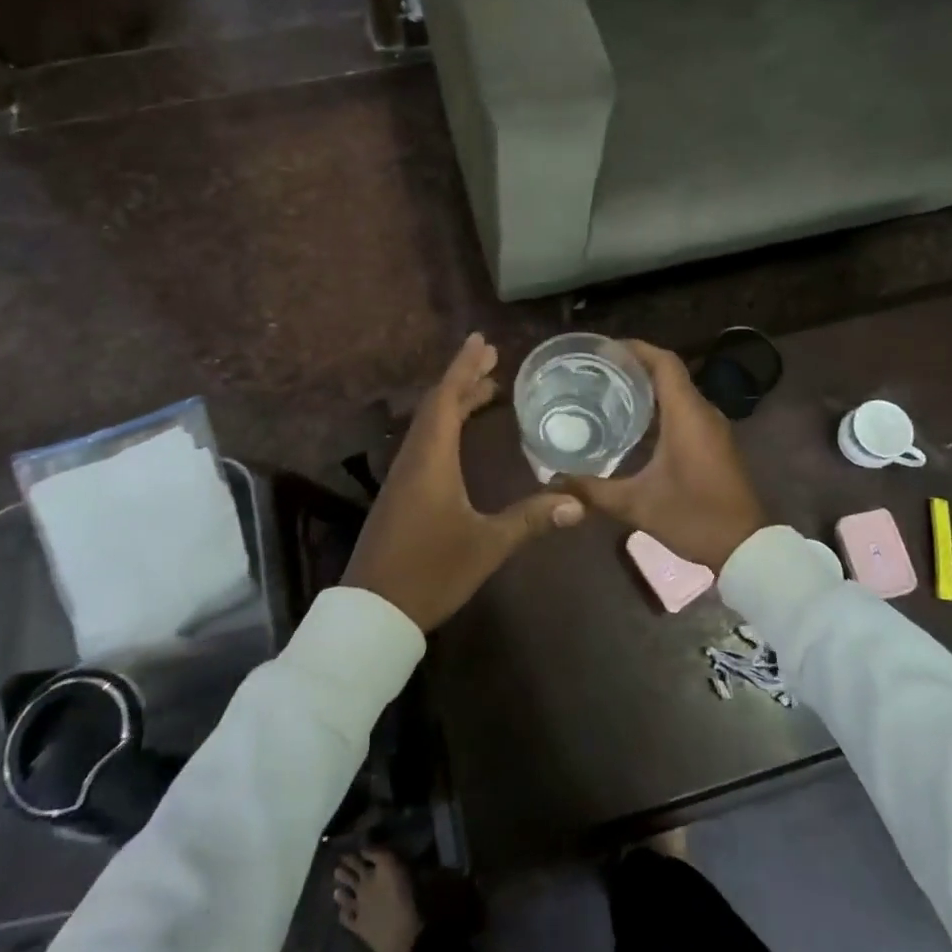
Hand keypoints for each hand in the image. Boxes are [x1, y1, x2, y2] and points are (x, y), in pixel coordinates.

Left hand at [343, 333, 584, 630]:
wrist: (374, 611)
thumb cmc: (430, 571)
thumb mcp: (486, 546)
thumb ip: (529, 520)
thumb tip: (577, 503)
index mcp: (431, 460)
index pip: (447, 399)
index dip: (464, 367)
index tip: (481, 340)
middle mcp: (414, 459)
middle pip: (437, 405)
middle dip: (464, 379)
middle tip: (493, 360)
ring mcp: (403, 476)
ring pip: (429, 424)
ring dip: (455, 401)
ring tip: (486, 390)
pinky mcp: (401, 493)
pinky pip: (425, 442)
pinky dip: (446, 425)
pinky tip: (461, 436)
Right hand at [559, 341, 766, 570]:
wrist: (746, 548)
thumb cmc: (694, 517)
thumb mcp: (637, 505)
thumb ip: (594, 490)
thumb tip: (554, 481)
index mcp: (687, 415)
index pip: (664, 362)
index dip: (636, 348)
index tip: (604, 349)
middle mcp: (703, 412)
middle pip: (669, 373)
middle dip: (634, 367)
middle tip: (596, 372)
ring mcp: (713, 428)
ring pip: (678, 392)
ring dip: (648, 388)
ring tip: (608, 393)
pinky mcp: (716, 443)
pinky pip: (686, 410)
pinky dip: (660, 408)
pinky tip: (634, 425)